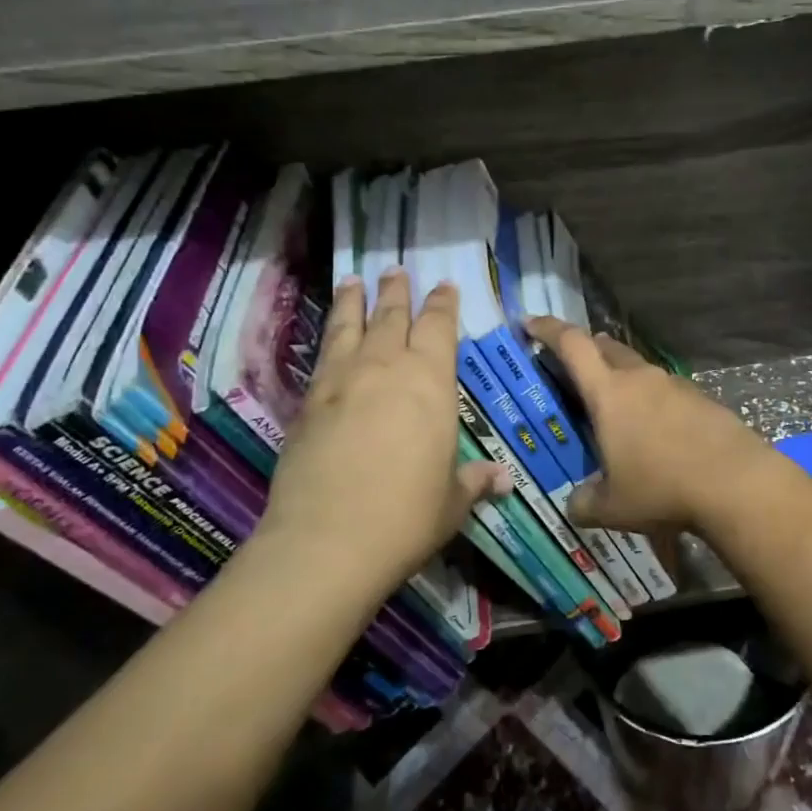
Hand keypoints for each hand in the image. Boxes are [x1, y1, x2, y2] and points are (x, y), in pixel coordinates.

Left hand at [254, 268, 508, 594]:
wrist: (328, 540)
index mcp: (431, 383)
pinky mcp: (308, 402)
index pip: (439, 328)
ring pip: (350, 326)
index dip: (442, 304)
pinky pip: (323, 355)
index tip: (443, 286)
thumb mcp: (451, 500)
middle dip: (397, 291)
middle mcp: (387, 368)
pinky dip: (328, 335)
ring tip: (353, 280)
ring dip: (354, 300)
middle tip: (396, 270)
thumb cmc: (406, 516)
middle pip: (393, 316)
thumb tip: (502, 480)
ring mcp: (343, 381)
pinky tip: (329, 335)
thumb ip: (474, 481)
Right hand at [526, 317, 777, 538]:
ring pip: (638, 368)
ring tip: (614, 409)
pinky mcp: (701, 398)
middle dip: (585, 350)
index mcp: (609, 392)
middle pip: (606, 347)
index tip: (529, 323)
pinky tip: (654, 431)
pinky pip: (665, 389)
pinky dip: (650, 399)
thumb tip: (575, 503)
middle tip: (571, 368)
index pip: (571, 345)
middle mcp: (640, 377)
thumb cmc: (662, 488)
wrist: (736, 483)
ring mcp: (674, 384)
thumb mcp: (612, 507)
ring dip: (620, 377)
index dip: (547, 329)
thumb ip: (583, 502)